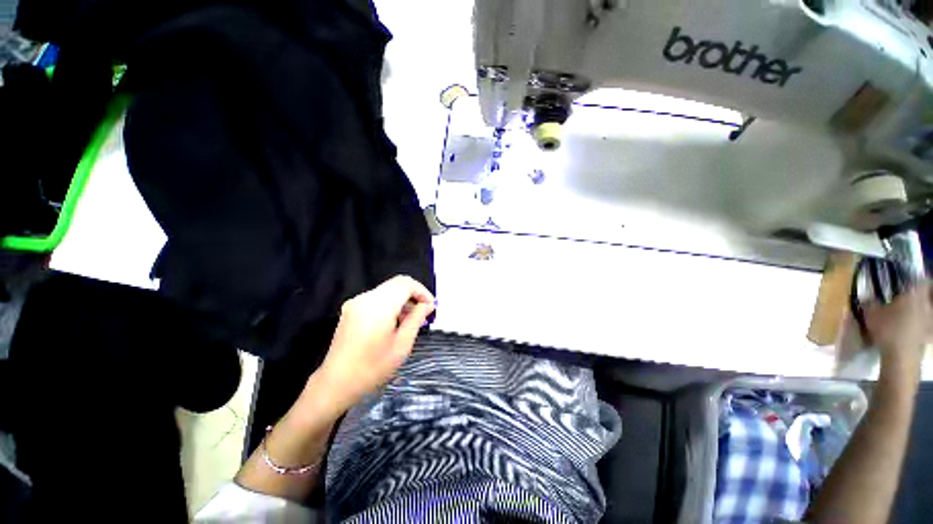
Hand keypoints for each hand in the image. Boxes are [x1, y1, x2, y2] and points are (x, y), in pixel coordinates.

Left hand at [313, 276, 434, 414]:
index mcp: (379, 305)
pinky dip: (391, 304)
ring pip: (388, 290)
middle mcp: (366, 298)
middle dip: (414, 294)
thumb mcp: (402, 344)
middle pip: (397, 284)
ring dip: (403, 299)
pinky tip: (395, 322)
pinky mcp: (351, 309)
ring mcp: (356, 302)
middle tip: (424, 313)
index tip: (431, 307)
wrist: (336, 383)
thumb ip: (416, 318)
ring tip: (412, 320)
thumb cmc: (373, 367)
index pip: (406, 284)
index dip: (422, 292)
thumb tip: (428, 304)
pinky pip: (377, 298)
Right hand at [864, 281, 931, 382]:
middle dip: (921, 294)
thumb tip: (869, 295)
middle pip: (928, 294)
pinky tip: (914, 328)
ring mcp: (929, 320)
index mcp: (914, 294)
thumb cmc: (887, 329)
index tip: (909, 279)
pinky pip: (927, 324)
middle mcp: (926, 303)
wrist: (901, 356)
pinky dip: (922, 324)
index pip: (922, 279)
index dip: (917, 278)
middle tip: (910, 296)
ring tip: (911, 312)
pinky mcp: (929, 333)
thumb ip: (870, 301)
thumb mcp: (871, 313)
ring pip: (928, 309)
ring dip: (922, 309)